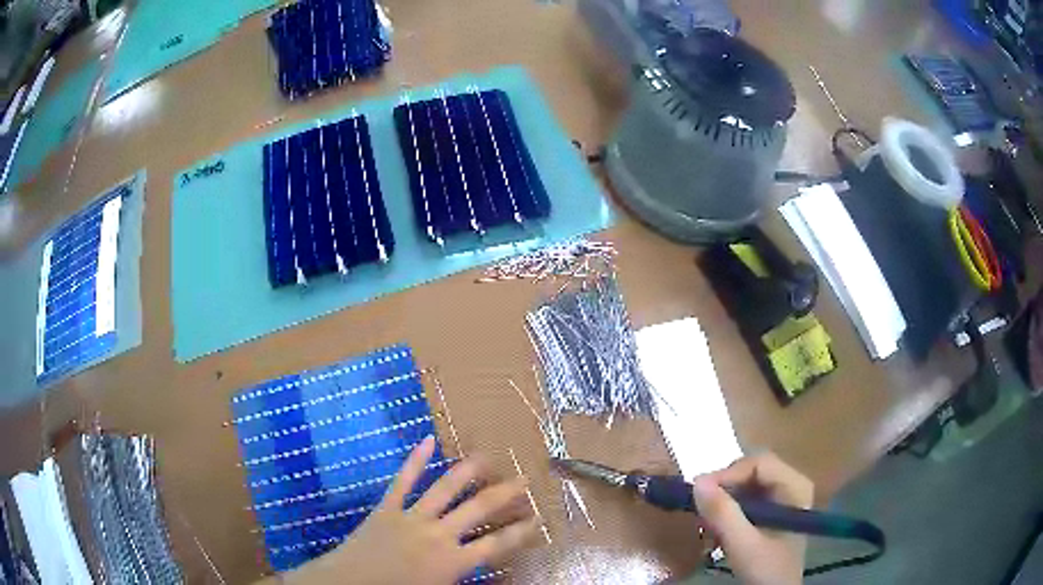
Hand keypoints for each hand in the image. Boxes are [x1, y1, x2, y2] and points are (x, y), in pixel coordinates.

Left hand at [282, 436, 541, 584]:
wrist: (348, 584)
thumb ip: (463, 577)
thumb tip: (483, 566)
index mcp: (452, 562)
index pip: (498, 544)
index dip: (522, 531)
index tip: (539, 518)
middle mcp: (438, 535)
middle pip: (479, 509)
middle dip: (505, 494)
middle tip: (525, 479)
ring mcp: (411, 517)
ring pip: (445, 488)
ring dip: (468, 471)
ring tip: (487, 457)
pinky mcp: (386, 507)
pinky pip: (403, 481)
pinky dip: (415, 460)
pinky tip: (427, 439)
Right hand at [692, 453, 813, 584]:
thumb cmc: (766, 569)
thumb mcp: (743, 544)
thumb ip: (723, 514)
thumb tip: (697, 481)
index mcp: (795, 486)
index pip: (759, 463)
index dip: (728, 474)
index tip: (699, 494)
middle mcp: (791, 484)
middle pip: (751, 471)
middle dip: (724, 490)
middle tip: (701, 512)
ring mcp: (782, 497)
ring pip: (745, 485)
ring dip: (723, 503)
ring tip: (708, 525)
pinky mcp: (771, 511)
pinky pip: (745, 499)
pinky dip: (727, 512)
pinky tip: (718, 531)